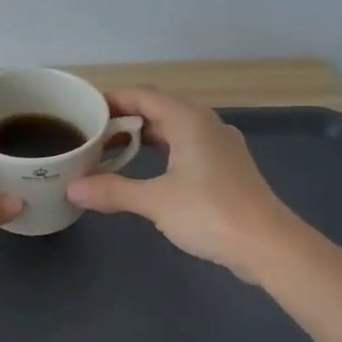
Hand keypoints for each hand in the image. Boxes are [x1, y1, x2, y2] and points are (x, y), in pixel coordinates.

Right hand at [67, 88, 293, 279]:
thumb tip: (73, 189)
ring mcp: (220, 147)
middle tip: (93, 136)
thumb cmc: (210, 213)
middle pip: (159, 110)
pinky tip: (148, 173)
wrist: (269, 245)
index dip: (113, 100)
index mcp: (189, 120)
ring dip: (145, 138)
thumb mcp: (155, 201)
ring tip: (113, 153)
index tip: (85, 111)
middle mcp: (206, 125)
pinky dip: (163, 153)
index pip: (144, 96)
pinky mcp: (227, 169)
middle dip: (125, 120)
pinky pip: (187, 148)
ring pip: (175, 130)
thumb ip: (113, 191)